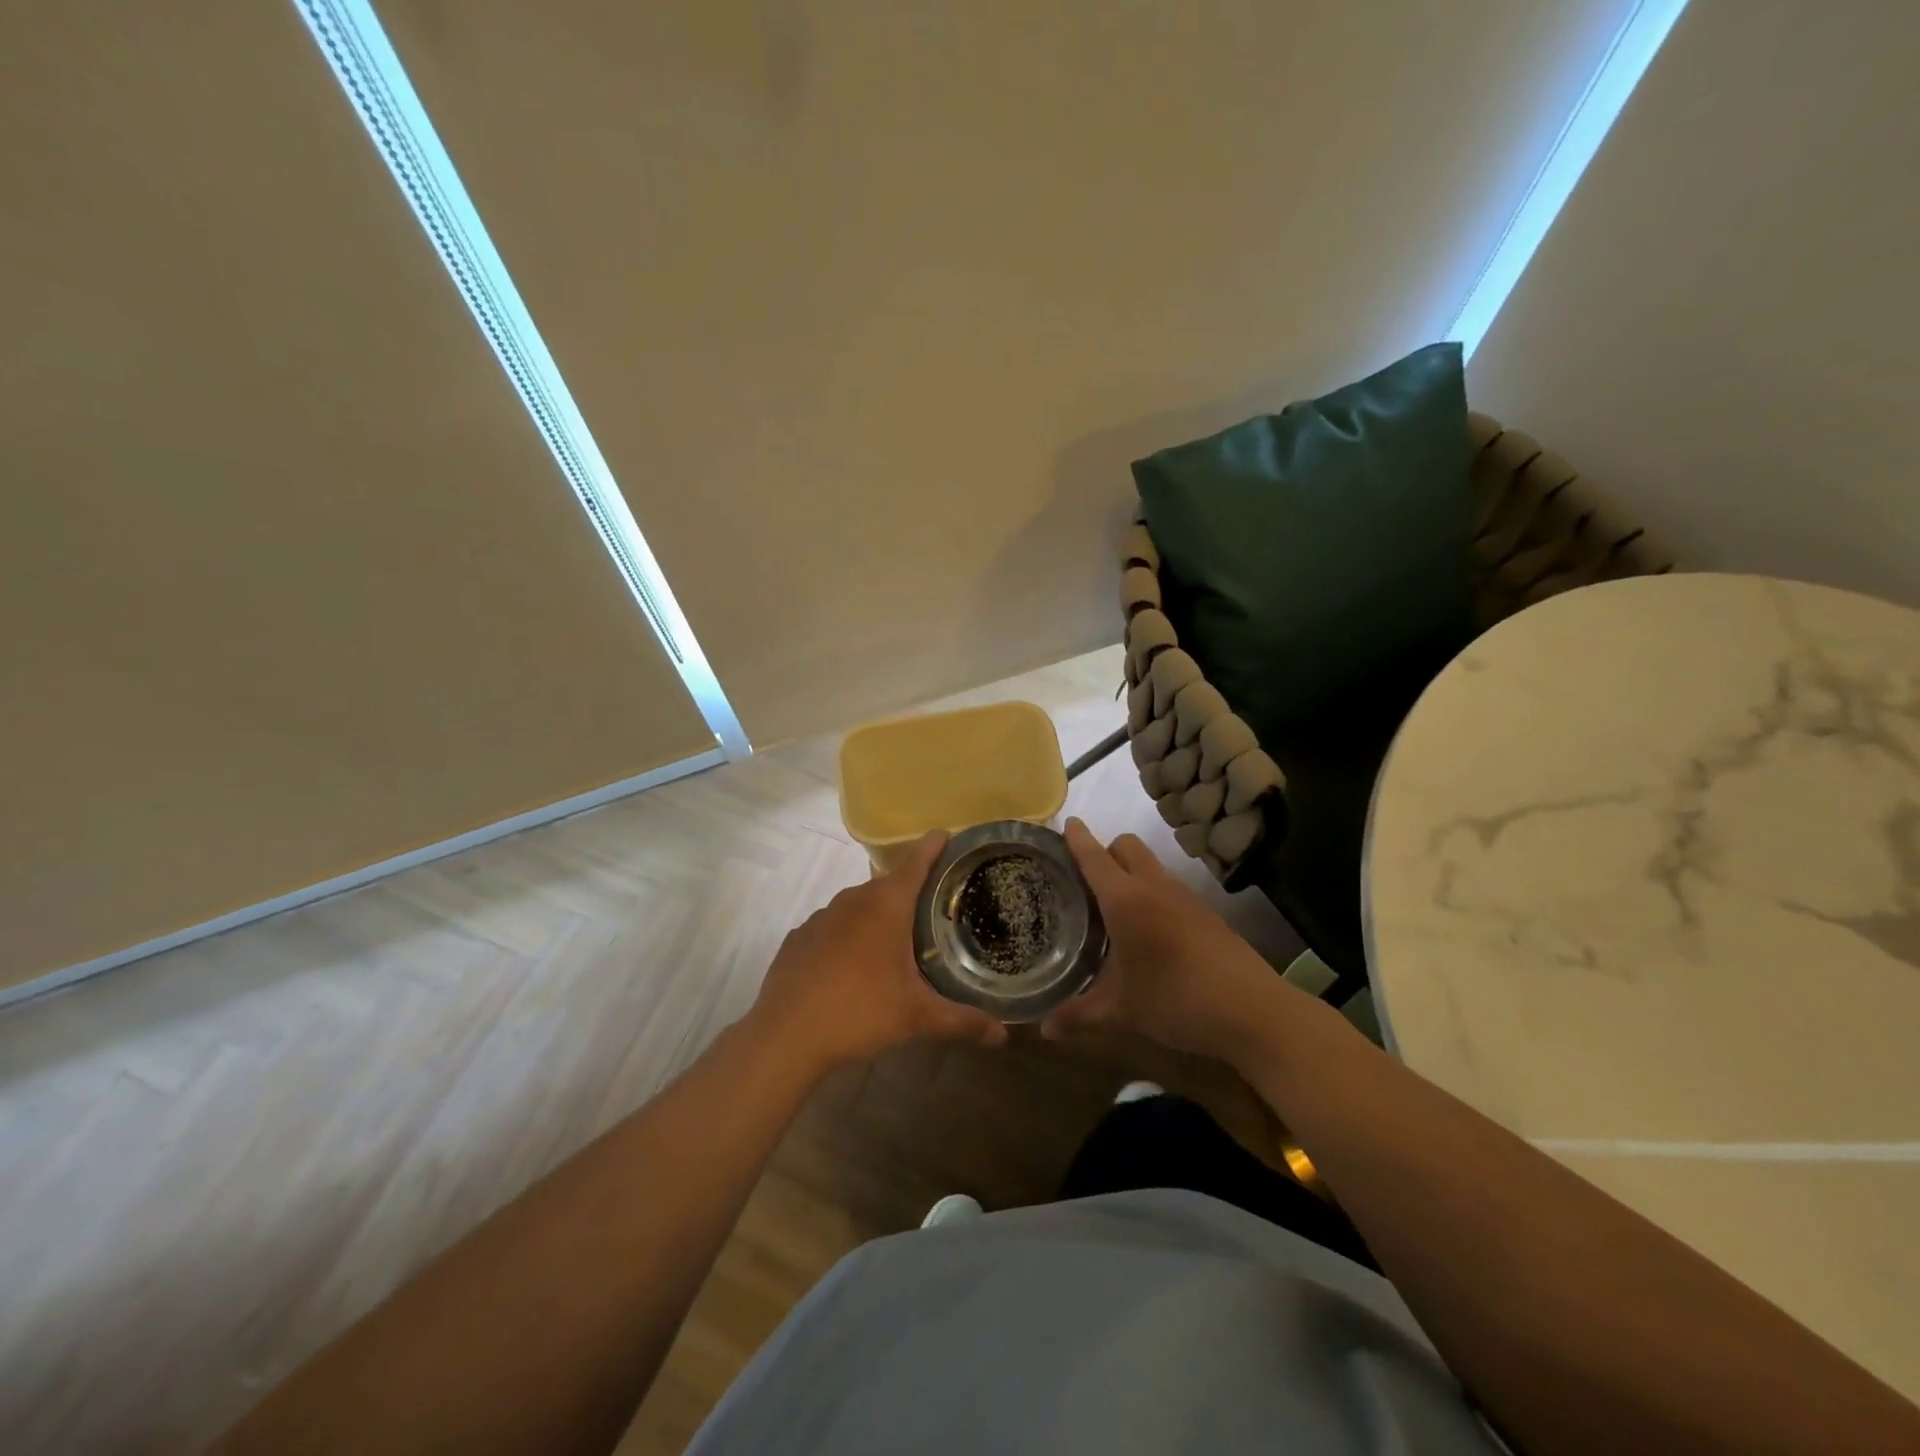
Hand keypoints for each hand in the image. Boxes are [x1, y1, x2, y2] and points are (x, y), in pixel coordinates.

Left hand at [748, 831, 1007, 1077]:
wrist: (785, 1036)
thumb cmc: (859, 1013)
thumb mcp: (916, 1017)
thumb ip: (962, 1020)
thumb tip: (1003, 1036)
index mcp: (886, 906)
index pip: (916, 863)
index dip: (933, 847)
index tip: (946, 834)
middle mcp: (853, 900)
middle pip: (888, 884)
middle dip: (910, 889)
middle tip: (933, 905)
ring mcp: (821, 917)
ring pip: (858, 904)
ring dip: (877, 913)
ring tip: (895, 937)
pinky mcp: (799, 937)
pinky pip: (833, 925)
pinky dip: (848, 933)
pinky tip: (852, 962)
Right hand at [1041, 818, 1297, 1063]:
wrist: (1252, 1010)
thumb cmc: (1176, 1001)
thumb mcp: (1122, 1010)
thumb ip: (1079, 1014)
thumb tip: (1044, 1030)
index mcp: (1125, 899)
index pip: (1094, 856)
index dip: (1078, 838)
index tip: (1066, 823)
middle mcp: (1154, 886)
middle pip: (1126, 845)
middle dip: (1105, 850)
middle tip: (1085, 880)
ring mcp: (1184, 896)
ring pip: (1150, 864)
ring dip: (1129, 871)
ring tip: (1113, 907)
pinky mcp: (1206, 911)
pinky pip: (1169, 886)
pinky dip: (1152, 892)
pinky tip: (1148, 929)